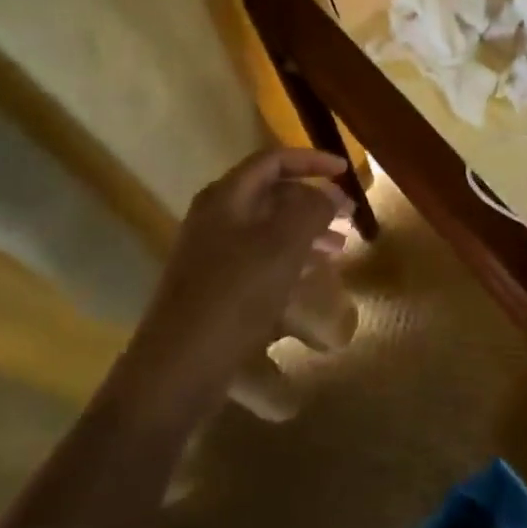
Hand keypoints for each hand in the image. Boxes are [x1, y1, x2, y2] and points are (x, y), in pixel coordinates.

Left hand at [120, 147, 350, 420]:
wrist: (178, 368)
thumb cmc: (235, 296)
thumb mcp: (283, 246)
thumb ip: (311, 210)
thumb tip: (330, 194)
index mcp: (226, 198)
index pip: (273, 160)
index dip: (312, 160)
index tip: (345, 172)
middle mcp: (216, 217)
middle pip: (271, 192)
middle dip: (313, 199)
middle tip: (348, 215)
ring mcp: (213, 253)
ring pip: (268, 227)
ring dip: (306, 230)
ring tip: (339, 247)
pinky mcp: (216, 285)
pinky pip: (260, 257)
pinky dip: (291, 257)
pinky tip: (312, 274)